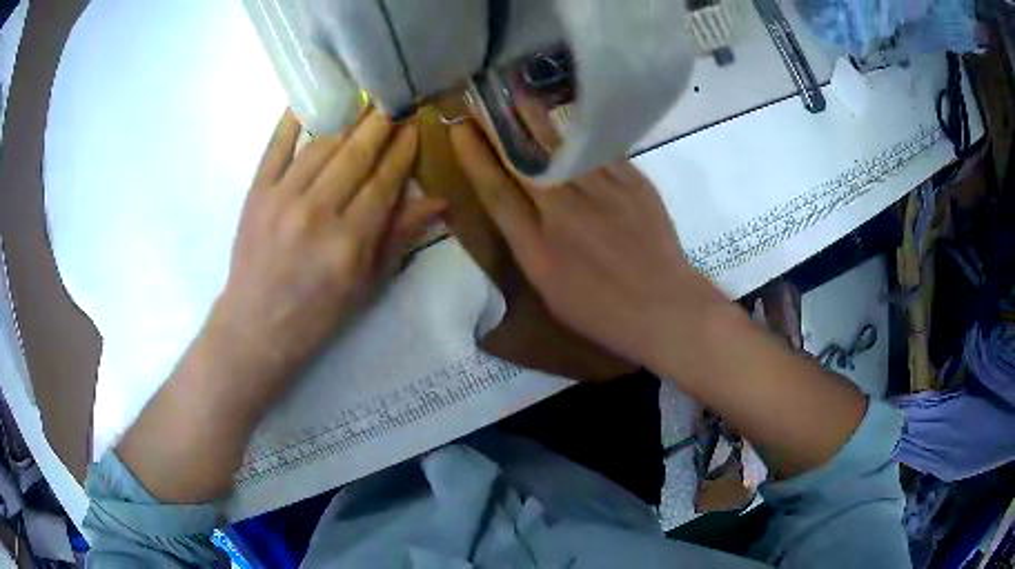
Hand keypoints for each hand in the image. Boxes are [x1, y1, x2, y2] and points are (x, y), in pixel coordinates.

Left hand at [214, 109, 444, 391]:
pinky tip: (306, 103)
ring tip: (361, 110)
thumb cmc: (317, 314)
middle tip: (393, 103)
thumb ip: (399, 237)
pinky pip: (276, 147)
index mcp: (350, 241)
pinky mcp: (256, 193)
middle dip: (379, 125)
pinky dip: (291, 122)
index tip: (413, 128)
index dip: (402, 151)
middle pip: (356, 154)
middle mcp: (317, 212)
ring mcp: (282, 198)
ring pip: (322, 146)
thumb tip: (439, 201)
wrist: (257, 326)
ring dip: (346, 125)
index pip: (384, 181)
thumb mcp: (366, 285)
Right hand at [449, 119, 722, 372]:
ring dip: (536, 119)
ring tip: (518, 96)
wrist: (664, 306)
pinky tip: (571, 119)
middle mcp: (564, 211)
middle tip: (482, 99)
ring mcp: (602, 192)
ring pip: (561, 147)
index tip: (459, 130)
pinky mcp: (633, 183)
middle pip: (524, 161)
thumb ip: (528, 245)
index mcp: (537, 247)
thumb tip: (515, 208)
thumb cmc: (602, 311)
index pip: (496, 191)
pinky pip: (600, 151)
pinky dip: (581, 134)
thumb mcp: (550, 292)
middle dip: (498, 128)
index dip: (475, 157)